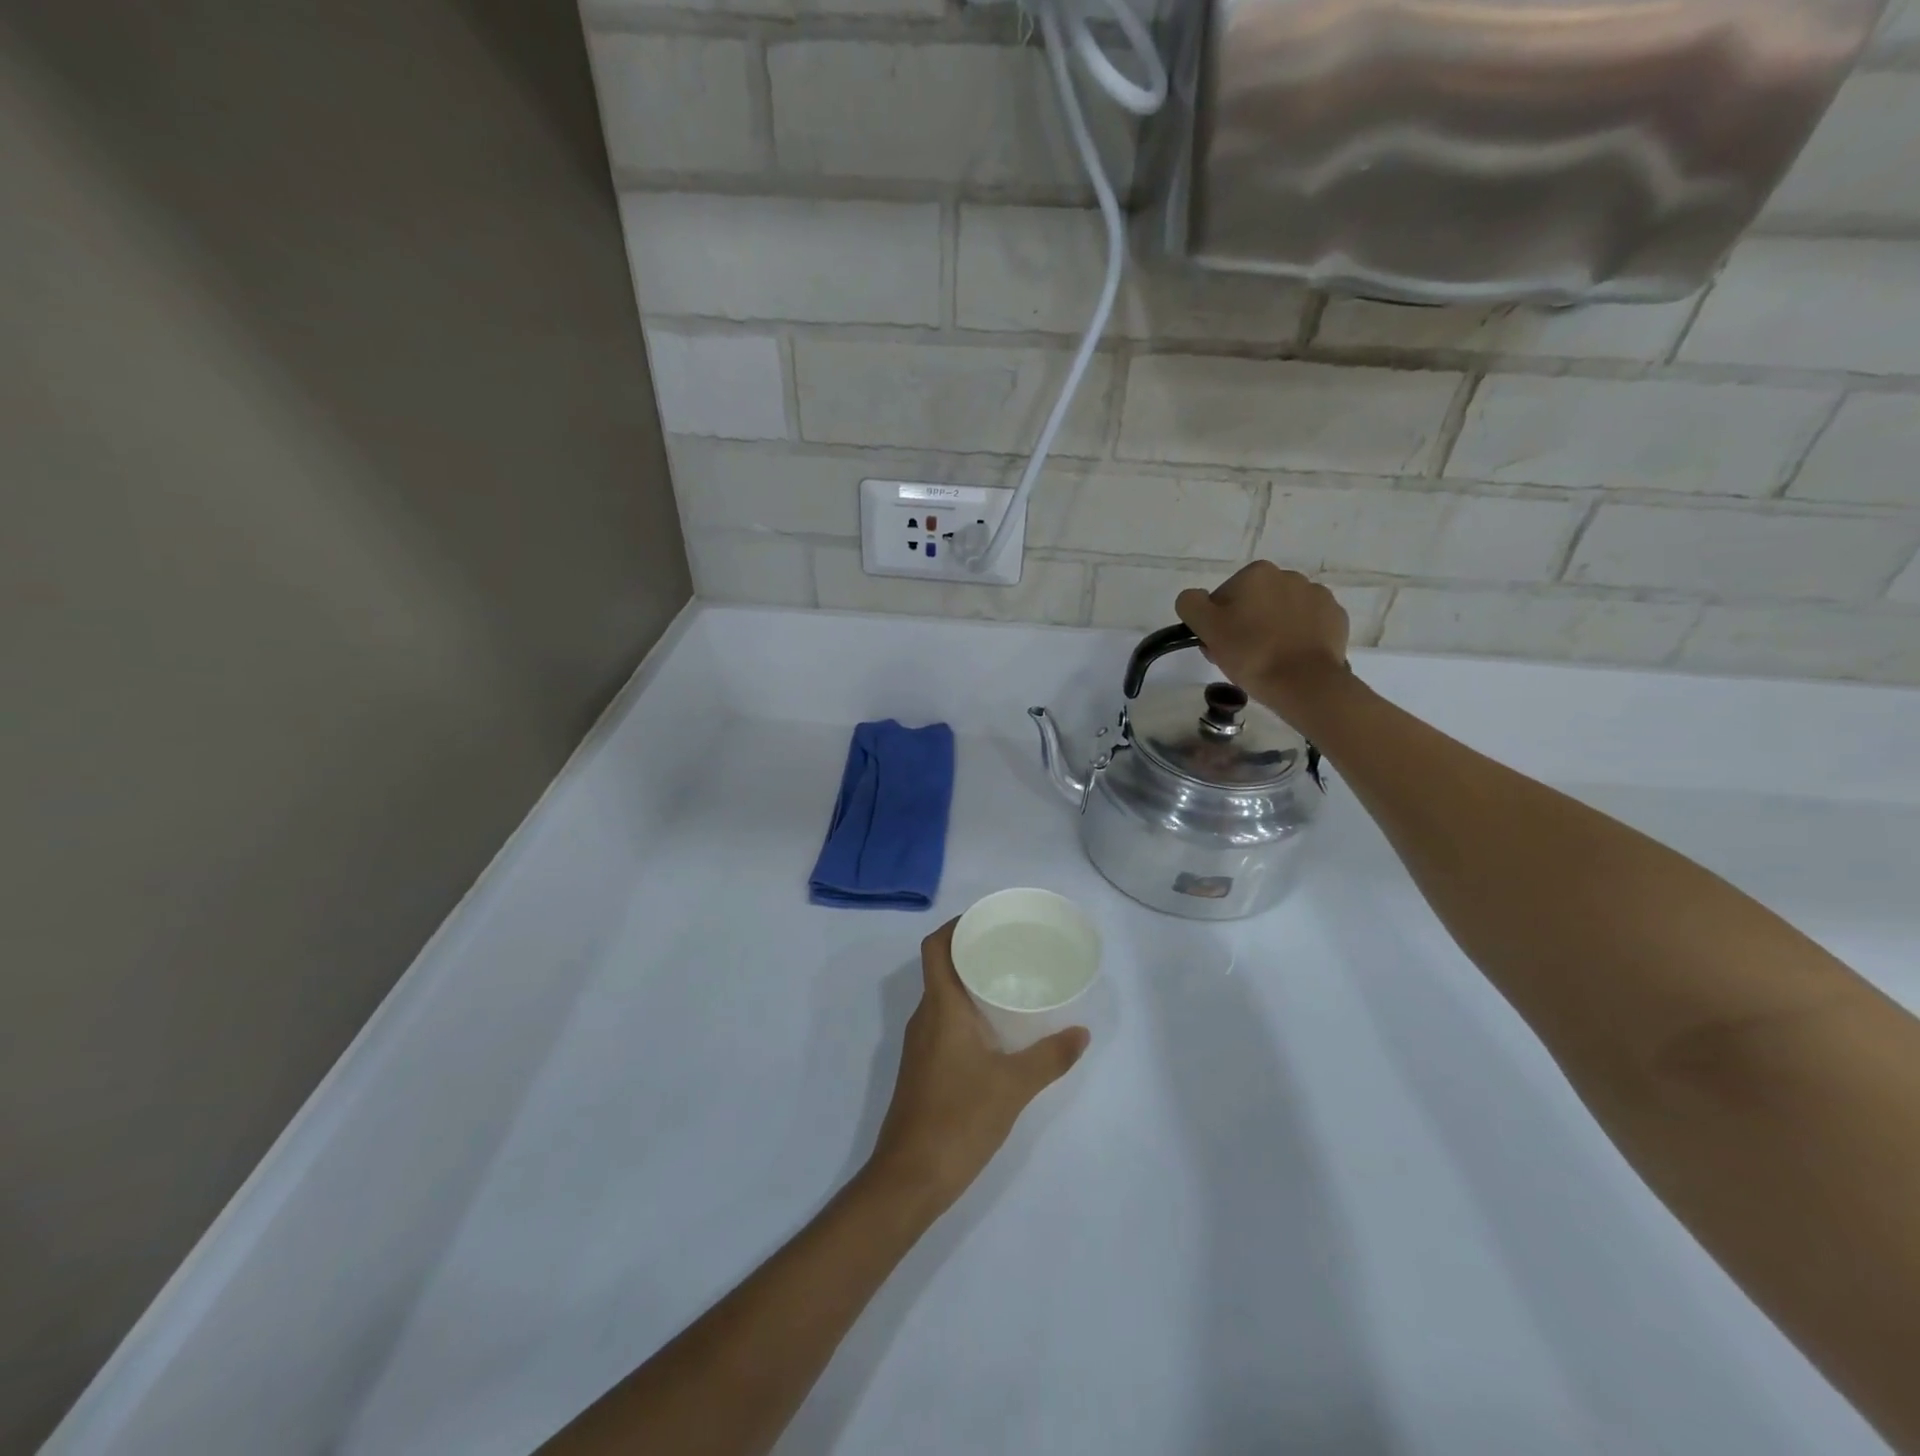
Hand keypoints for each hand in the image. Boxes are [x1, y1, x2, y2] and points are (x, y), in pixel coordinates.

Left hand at [865, 920, 1088, 1214]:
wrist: (910, 1177)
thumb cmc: (959, 1119)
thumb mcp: (1014, 1086)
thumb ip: (1050, 1057)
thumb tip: (1082, 1032)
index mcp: (940, 1007)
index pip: (936, 947)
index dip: (955, 925)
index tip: (987, 920)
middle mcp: (925, 1017)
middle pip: (941, 967)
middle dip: (971, 951)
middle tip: (1011, 947)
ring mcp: (921, 1044)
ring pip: (943, 997)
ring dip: (969, 983)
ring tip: (1009, 982)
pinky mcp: (923, 1067)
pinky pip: (943, 1022)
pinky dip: (966, 1012)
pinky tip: (996, 1030)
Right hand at [1175, 562, 1349, 709]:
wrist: (1305, 683)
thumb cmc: (1251, 653)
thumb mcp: (1207, 628)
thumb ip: (1191, 604)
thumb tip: (1195, 598)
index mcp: (1256, 573)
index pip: (1223, 597)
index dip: (1217, 623)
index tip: (1220, 645)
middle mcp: (1289, 575)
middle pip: (1254, 602)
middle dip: (1246, 624)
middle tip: (1241, 657)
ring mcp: (1318, 596)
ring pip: (1281, 613)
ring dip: (1272, 629)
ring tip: (1269, 660)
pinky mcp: (1336, 618)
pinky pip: (1307, 625)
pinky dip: (1298, 637)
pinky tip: (1291, 658)